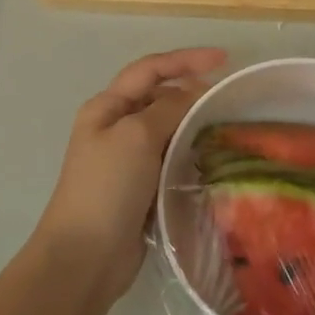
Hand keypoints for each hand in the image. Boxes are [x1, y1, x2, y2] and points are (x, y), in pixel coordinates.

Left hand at [32, 47, 227, 295]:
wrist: (86, 255)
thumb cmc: (107, 187)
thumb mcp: (137, 136)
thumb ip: (168, 109)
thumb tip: (193, 95)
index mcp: (106, 108)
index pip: (150, 70)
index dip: (186, 59)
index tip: (225, 60)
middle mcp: (115, 128)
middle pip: (159, 97)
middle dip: (191, 93)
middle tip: (227, 100)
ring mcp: (127, 159)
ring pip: (168, 130)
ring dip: (193, 125)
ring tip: (227, 128)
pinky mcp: (141, 187)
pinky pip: (170, 159)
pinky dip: (190, 154)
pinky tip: (213, 160)